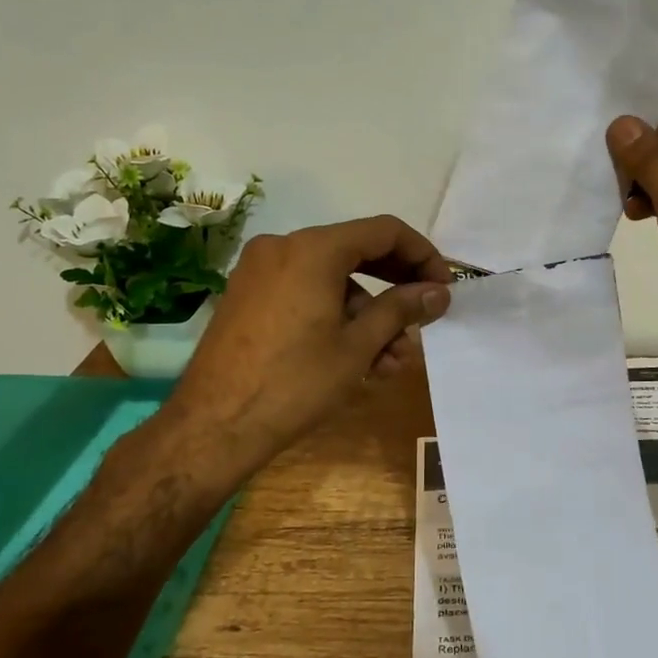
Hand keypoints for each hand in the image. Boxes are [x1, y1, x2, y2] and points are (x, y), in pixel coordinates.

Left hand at [165, 215, 452, 468]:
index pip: (384, 232)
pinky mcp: (248, 296)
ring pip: (332, 280)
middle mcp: (284, 246)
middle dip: (396, 288)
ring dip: (368, 315)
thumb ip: (401, 309)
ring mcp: (260, 271)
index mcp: (313, 248)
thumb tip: (438, 292)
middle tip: (424, 319)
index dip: (422, 255)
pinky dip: (335, 316)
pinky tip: (357, 357)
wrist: (214, 426)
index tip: (443, 287)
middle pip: (357, 252)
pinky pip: (305, 293)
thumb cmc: (295, 382)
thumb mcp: (358, 346)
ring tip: (392, 361)